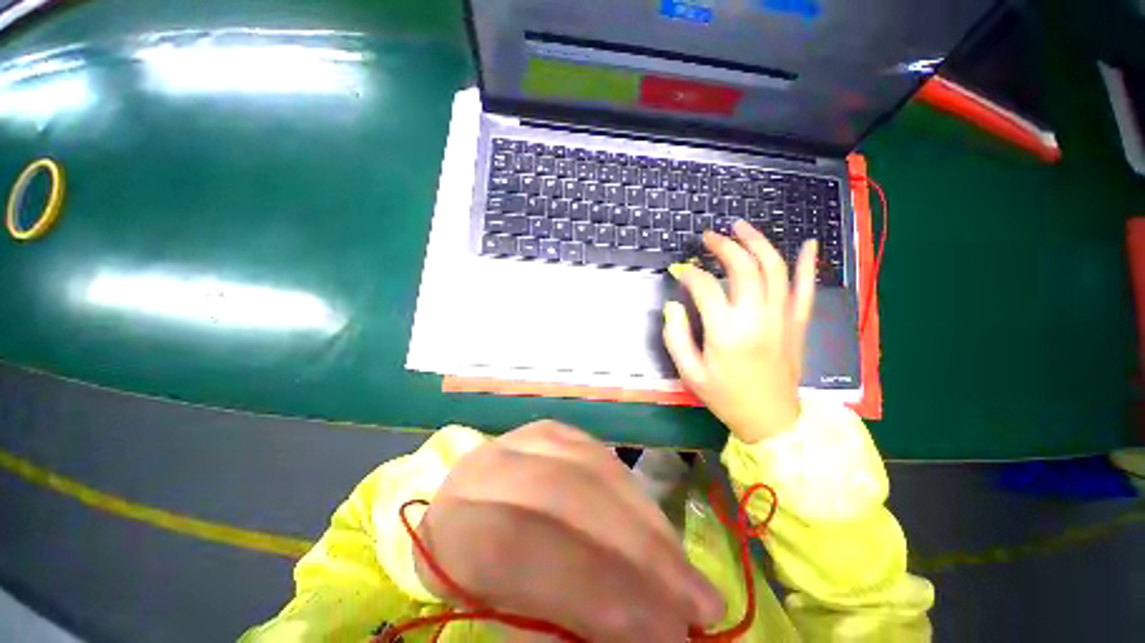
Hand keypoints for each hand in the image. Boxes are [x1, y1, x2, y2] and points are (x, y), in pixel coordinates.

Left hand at [415, 420, 724, 641]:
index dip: (603, 595)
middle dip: (641, 555)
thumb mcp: (500, 608)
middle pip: (570, 500)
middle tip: (699, 604)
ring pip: (594, 471)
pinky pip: (600, 457)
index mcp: (458, 521)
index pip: (532, 551)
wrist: (465, 508)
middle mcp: (491, 465)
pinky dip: (634, 495)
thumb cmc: (476, 569)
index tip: (668, 636)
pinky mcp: (553, 429)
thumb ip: (562, 619)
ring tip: (686, 571)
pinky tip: (656, 528)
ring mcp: (526, 436)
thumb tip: (641, 631)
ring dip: (647, 523)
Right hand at [663, 220, 816, 443]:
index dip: (689, 274)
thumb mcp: (689, 372)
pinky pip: (807, 288)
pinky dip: (808, 264)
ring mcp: (782, 317)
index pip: (705, 287)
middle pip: (744, 268)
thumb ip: (675, 336)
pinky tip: (808, 243)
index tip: (680, 271)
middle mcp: (757, 317)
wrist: (770, 418)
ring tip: (741, 227)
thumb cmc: (725, 396)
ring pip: (775, 269)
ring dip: (758, 243)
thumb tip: (673, 305)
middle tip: (709, 237)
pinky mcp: (798, 323)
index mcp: (726, 332)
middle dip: (724, 246)